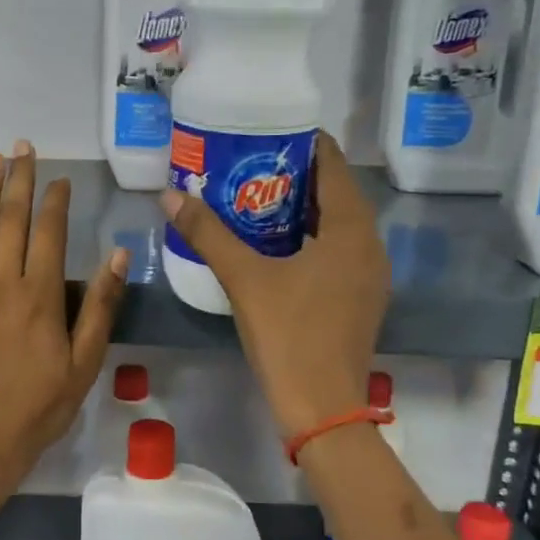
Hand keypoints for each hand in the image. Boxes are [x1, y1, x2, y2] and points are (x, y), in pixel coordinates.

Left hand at [0, 142, 128, 501]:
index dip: (55, 200)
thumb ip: (102, 306)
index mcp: (39, 294)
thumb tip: (119, 254)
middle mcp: (0, 282)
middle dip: (19, 179)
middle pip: (10, 220)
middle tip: (22, 147)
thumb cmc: (39, 406)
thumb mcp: (86, 362)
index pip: (50, 232)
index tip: (59, 178)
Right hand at [160, 131, 387, 438]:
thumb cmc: (288, 334)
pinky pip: (338, 252)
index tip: (269, 133)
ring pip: (338, 226)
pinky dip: (311, 239)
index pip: (333, 166)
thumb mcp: (244, 278)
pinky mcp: (361, 300)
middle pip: (336, 194)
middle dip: (297, 177)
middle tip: (252, 165)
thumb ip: (208, 234)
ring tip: (258, 199)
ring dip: (303, 210)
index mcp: (351, 230)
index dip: (305, 144)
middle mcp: (370, 246)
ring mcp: (370, 276)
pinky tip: (276, 247)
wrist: (322, 406)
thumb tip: (170, 195)